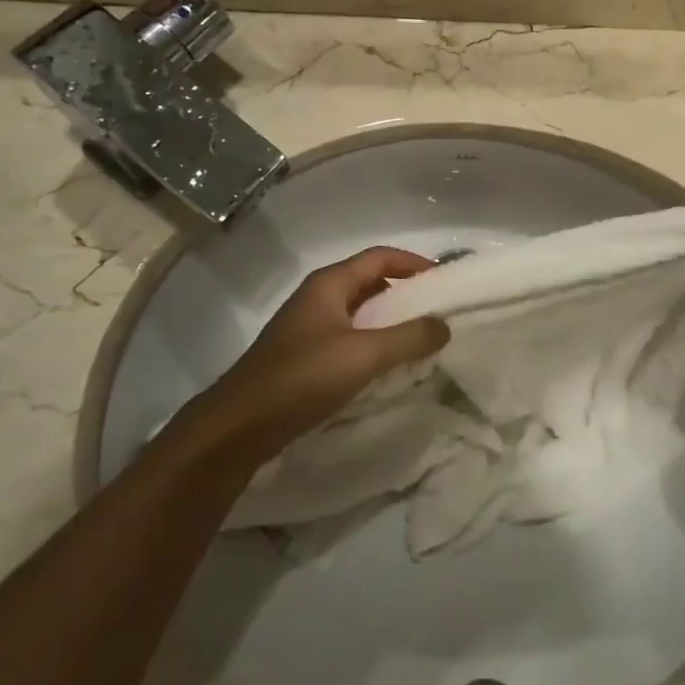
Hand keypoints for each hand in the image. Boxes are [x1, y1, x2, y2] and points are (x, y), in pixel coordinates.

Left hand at [212, 248, 448, 450]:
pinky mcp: (305, 357)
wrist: (238, 427)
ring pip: (361, 313)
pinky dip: (374, 344)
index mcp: (329, 284)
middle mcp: (318, 298)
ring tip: (422, 339)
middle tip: (439, 312)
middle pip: (370, 282)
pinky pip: (350, 339)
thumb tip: (445, 325)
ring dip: (391, 321)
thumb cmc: (301, 378)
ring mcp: (309, 328)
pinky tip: (389, 366)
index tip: (445, 280)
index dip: (414, 263)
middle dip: (406, 293)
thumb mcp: (363, 355)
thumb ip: (408, 338)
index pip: (380, 257)